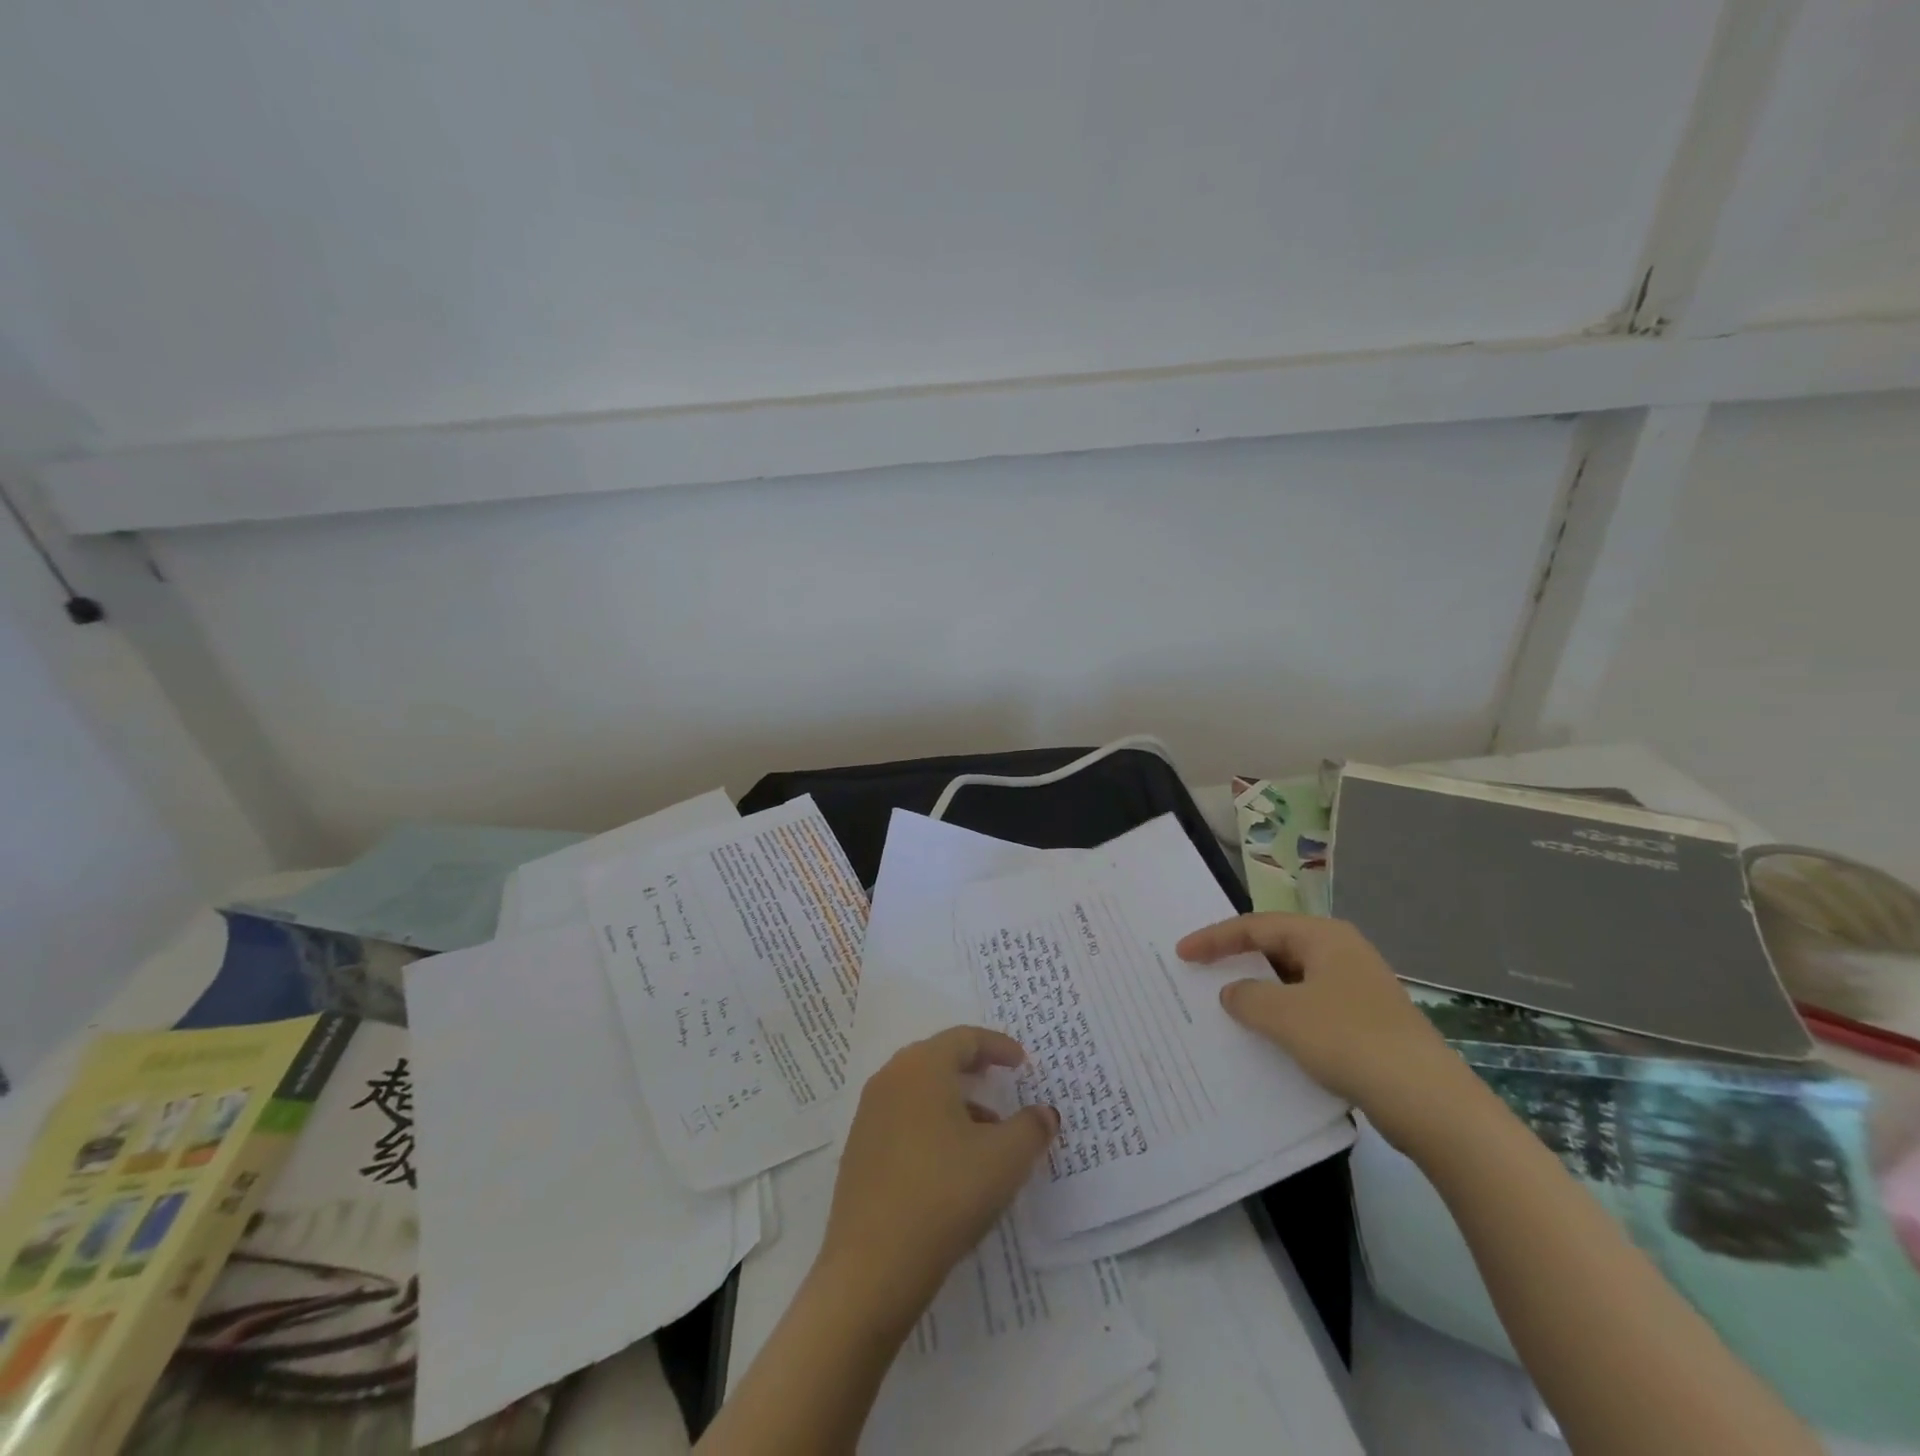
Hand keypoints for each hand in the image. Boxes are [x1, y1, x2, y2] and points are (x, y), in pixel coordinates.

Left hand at [817, 1027, 1058, 1325]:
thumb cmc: (945, 1194)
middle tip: (1002, 1081)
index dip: (998, 1046)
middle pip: (938, 1059)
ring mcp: (869, 1115)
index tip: (1022, 1062)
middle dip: (974, 1069)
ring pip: (920, 1092)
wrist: (872, 1266)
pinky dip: (933, 1125)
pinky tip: (953, 1163)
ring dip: (956, 1101)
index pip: (964, 1039)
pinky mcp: (859, 1151)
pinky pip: (904, 1120)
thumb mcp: (1005, 1160)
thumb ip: (1031, 1128)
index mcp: (921, 1067)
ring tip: (987, 1133)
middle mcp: (890, 1079)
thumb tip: (1045, 1113)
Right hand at [1176, 913, 1472, 1143]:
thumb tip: (1233, 993)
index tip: (1182, 953)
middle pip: (1276, 948)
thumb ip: (1247, 997)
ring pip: (1293, 981)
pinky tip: (1267, 1038)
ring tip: (1226, 1006)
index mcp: (1324, 937)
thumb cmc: (1349, 1040)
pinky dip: (1282, 1016)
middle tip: (1201, 972)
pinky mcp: (1365, 1023)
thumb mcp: (1284, 1015)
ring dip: (1259, 992)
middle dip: (1237, 960)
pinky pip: (1309, 1008)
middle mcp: (1341, 953)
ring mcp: (1357, 989)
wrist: (1429, 1102)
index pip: (1256, 926)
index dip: (1215, 938)